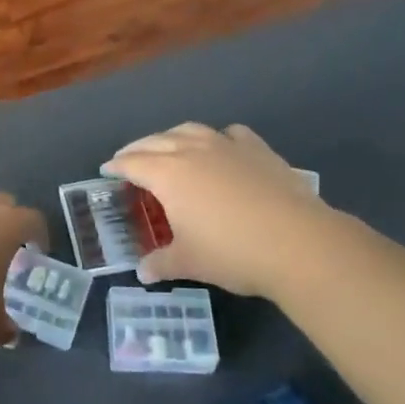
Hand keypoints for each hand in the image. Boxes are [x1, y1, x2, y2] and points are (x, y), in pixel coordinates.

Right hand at [105, 123, 329, 298]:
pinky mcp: (258, 150)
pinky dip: (217, 137)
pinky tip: (221, 146)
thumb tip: (142, 273)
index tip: (107, 169)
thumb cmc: (231, 252)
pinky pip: (230, 134)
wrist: (297, 242)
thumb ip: (162, 263)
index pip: (133, 163)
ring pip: (190, 130)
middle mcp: (192, 151)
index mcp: (168, 174)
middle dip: (138, 148)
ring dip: (172, 136)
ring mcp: (227, 146)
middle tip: (129, 158)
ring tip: (168, 146)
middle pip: (156, 141)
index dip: (117, 165)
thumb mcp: (189, 262)